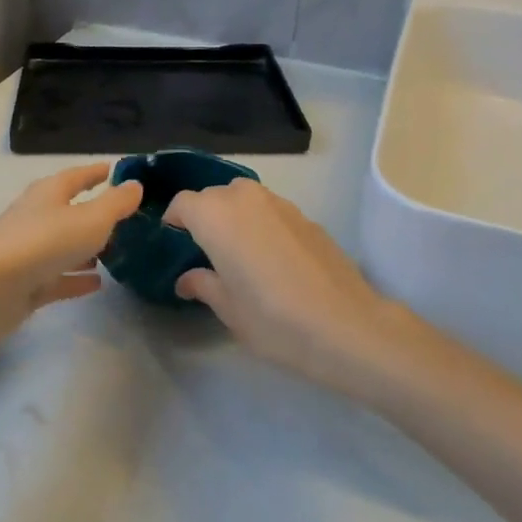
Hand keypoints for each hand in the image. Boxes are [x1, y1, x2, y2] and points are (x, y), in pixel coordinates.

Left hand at [0, 163, 142, 347]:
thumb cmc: (44, 242)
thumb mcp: (91, 218)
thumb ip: (116, 203)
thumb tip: (135, 184)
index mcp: (50, 193)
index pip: (78, 175)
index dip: (97, 172)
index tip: (116, 170)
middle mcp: (37, 216)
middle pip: (69, 209)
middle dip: (94, 212)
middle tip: (125, 217)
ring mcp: (29, 251)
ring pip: (64, 245)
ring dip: (86, 247)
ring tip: (115, 251)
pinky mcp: (25, 284)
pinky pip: (58, 276)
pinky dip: (76, 277)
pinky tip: (97, 283)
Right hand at [165, 179, 401, 393]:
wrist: (346, 325)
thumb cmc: (273, 319)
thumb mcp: (228, 309)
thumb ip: (203, 285)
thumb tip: (187, 279)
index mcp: (215, 215)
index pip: (182, 203)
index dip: (175, 222)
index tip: (175, 246)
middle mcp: (245, 198)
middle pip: (213, 196)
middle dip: (205, 218)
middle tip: (207, 254)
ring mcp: (280, 203)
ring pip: (244, 199)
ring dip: (235, 218)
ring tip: (240, 255)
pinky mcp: (306, 216)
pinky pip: (271, 211)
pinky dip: (263, 225)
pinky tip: (274, 260)